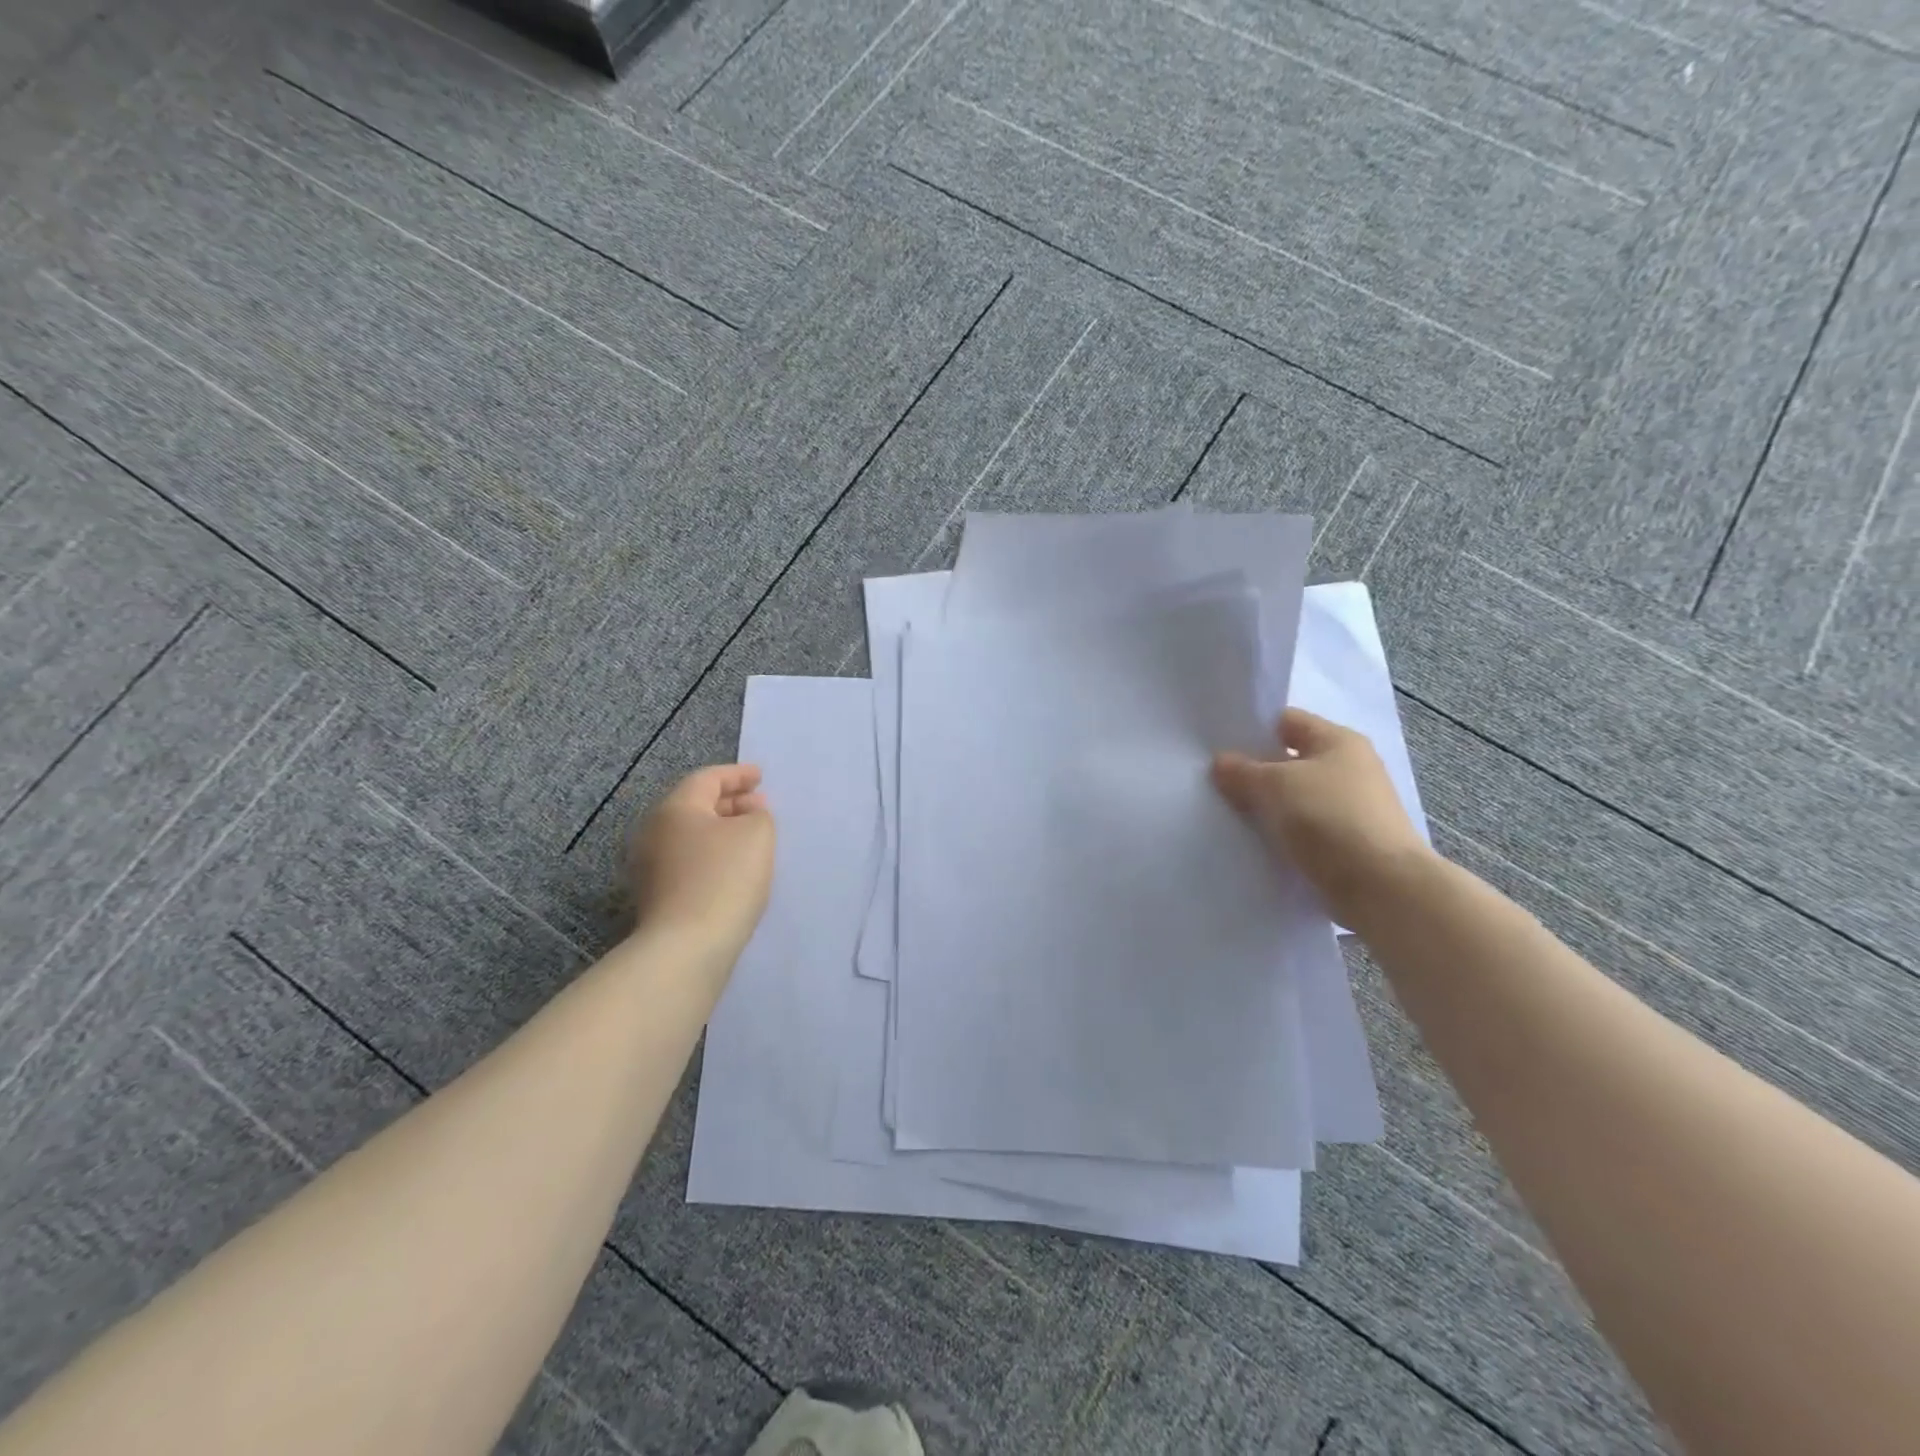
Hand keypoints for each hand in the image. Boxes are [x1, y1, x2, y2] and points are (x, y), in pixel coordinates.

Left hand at [626, 764, 774, 953]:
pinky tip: (735, 869)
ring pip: (691, 836)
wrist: (686, 947)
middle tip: (759, 806)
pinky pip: (688, 862)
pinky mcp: (655, 896)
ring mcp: (649, 867)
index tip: (761, 776)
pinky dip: (712, 856)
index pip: (707, 779)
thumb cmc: (724, 878)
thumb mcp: (757, 834)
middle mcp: (654, 832)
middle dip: (730, 802)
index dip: (737, 774)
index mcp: (675, 808)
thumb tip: (748, 813)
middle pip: (695, 806)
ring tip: (751, 837)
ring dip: (721, 831)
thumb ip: (758, 814)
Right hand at [1212, 708, 1431, 929]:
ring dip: (1267, 807)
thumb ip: (1242, 771)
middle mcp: (1350, 768)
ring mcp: (1351, 808)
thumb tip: (1221, 762)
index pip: (1286, 721)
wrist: (1381, 888)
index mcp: (1339, 741)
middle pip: (1290, 761)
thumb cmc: (1329, 818)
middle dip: (1254, 771)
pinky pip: (1304, 830)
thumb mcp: (1274, 785)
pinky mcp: (1348, 844)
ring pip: (1294, 798)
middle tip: (1214, 781)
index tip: (1216, 745)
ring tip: (1228, 814)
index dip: (1251, 729)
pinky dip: (1281, 835)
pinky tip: (1254, 843)